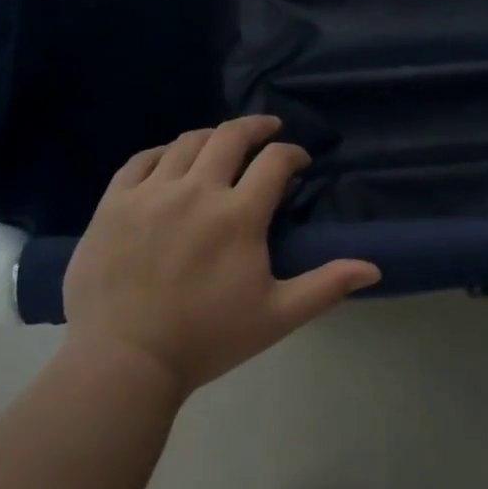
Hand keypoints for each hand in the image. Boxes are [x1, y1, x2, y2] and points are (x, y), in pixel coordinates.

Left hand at [63, 115, 380, 394]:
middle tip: (268, 129)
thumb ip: (326, 286)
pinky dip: (163, 153)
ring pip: (187, 142)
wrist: (124, 362)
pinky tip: (170, 161)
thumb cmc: (207, 339)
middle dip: (257, 126)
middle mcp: (197, 191)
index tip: (299, 162)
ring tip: (222, 144)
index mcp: (238, 216)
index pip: (275, 162)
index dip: (293, 153)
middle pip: (230, 136)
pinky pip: (141, 160)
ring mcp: (150, 193)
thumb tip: (373, 267)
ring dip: (212, 137)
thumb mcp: (277, 316)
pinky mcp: (113, 203)